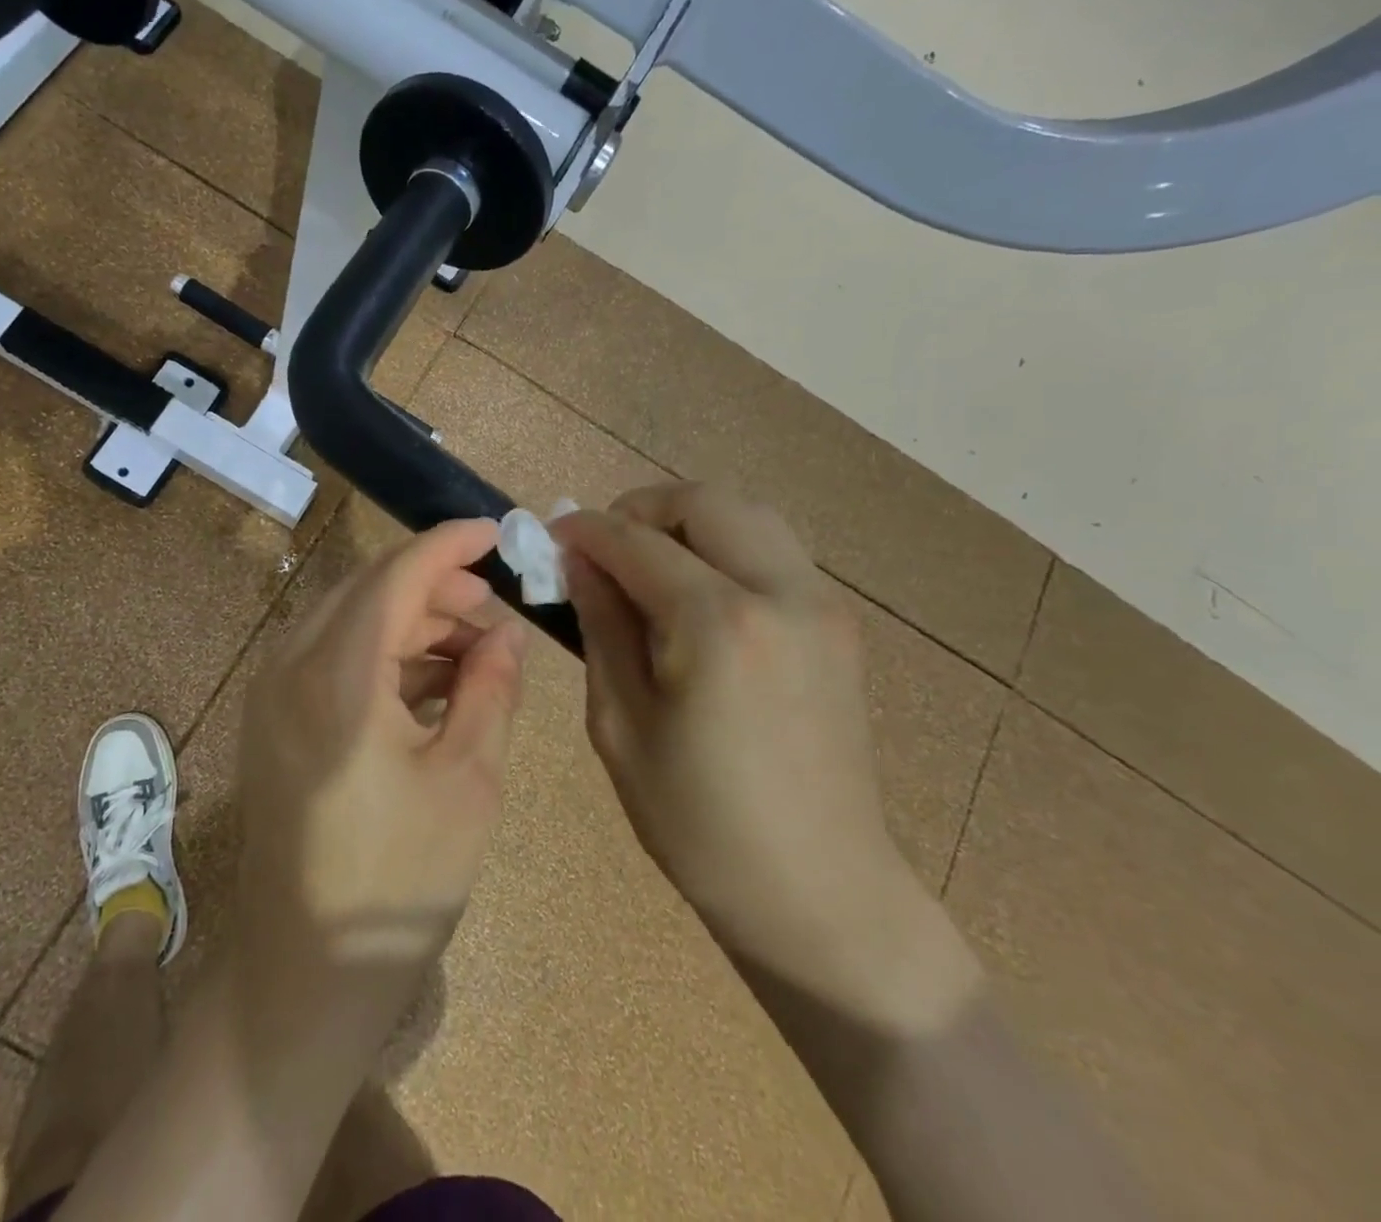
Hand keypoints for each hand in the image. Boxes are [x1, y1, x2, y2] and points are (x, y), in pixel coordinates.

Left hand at [234, 519, 526, 1035]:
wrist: (303, 977)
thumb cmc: (397, 882)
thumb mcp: (468, 780)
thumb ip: (491, 689)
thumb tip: (505, 632)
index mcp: (337, 675)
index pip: (396, 575)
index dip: (449, 545)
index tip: (497, 531)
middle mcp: (291, 667)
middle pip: (370, 590)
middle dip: (437, 587)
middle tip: (495, 612)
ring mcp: (273, 693)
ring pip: (351, 621)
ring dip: (412, 622)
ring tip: (474, 653)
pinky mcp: (274, 720)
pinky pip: (333, 657)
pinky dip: (384, 655)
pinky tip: (431, 684)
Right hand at [556, 483, 970, 1027]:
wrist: (819, 890)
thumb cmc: (698, 821)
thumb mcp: (621, 723)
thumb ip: (601, 626)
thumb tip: (580, 563)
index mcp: (718, 624)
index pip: (637, 542)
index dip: (587, 531)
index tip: (553, 536)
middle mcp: (780, 593)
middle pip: (704, 502)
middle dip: (641, 509)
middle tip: (603, 547)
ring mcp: (821, 604)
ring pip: (747, 514)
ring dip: (687, 522)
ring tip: (647, 564)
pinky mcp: (838, 623)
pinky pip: (773, 550)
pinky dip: (725, 546)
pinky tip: (696, 593)